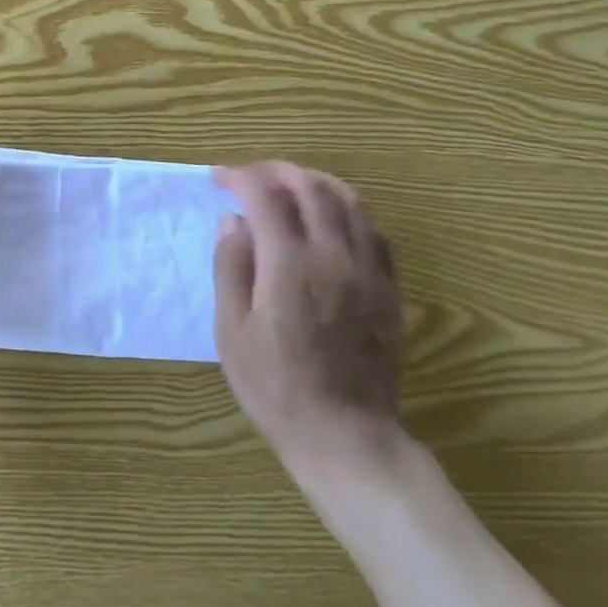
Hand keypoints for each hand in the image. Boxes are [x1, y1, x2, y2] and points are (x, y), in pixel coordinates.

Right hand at [212, 162, 402, 465]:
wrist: (344, 435)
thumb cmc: (275, 387)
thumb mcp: (231, 332)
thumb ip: (230, 267)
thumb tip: (232, 220)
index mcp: (288, 265)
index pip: (264, 195)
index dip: (239, 176)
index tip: (219, 179)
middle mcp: (332, 255)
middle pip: (309, 186)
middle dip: (275, 170)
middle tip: (251, 177)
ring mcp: (367, 269)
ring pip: (348, 199)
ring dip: (314, 181)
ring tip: (290, 185)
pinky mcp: (388, 287)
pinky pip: (374, 229)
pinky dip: (349, 208)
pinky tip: (332, 217)